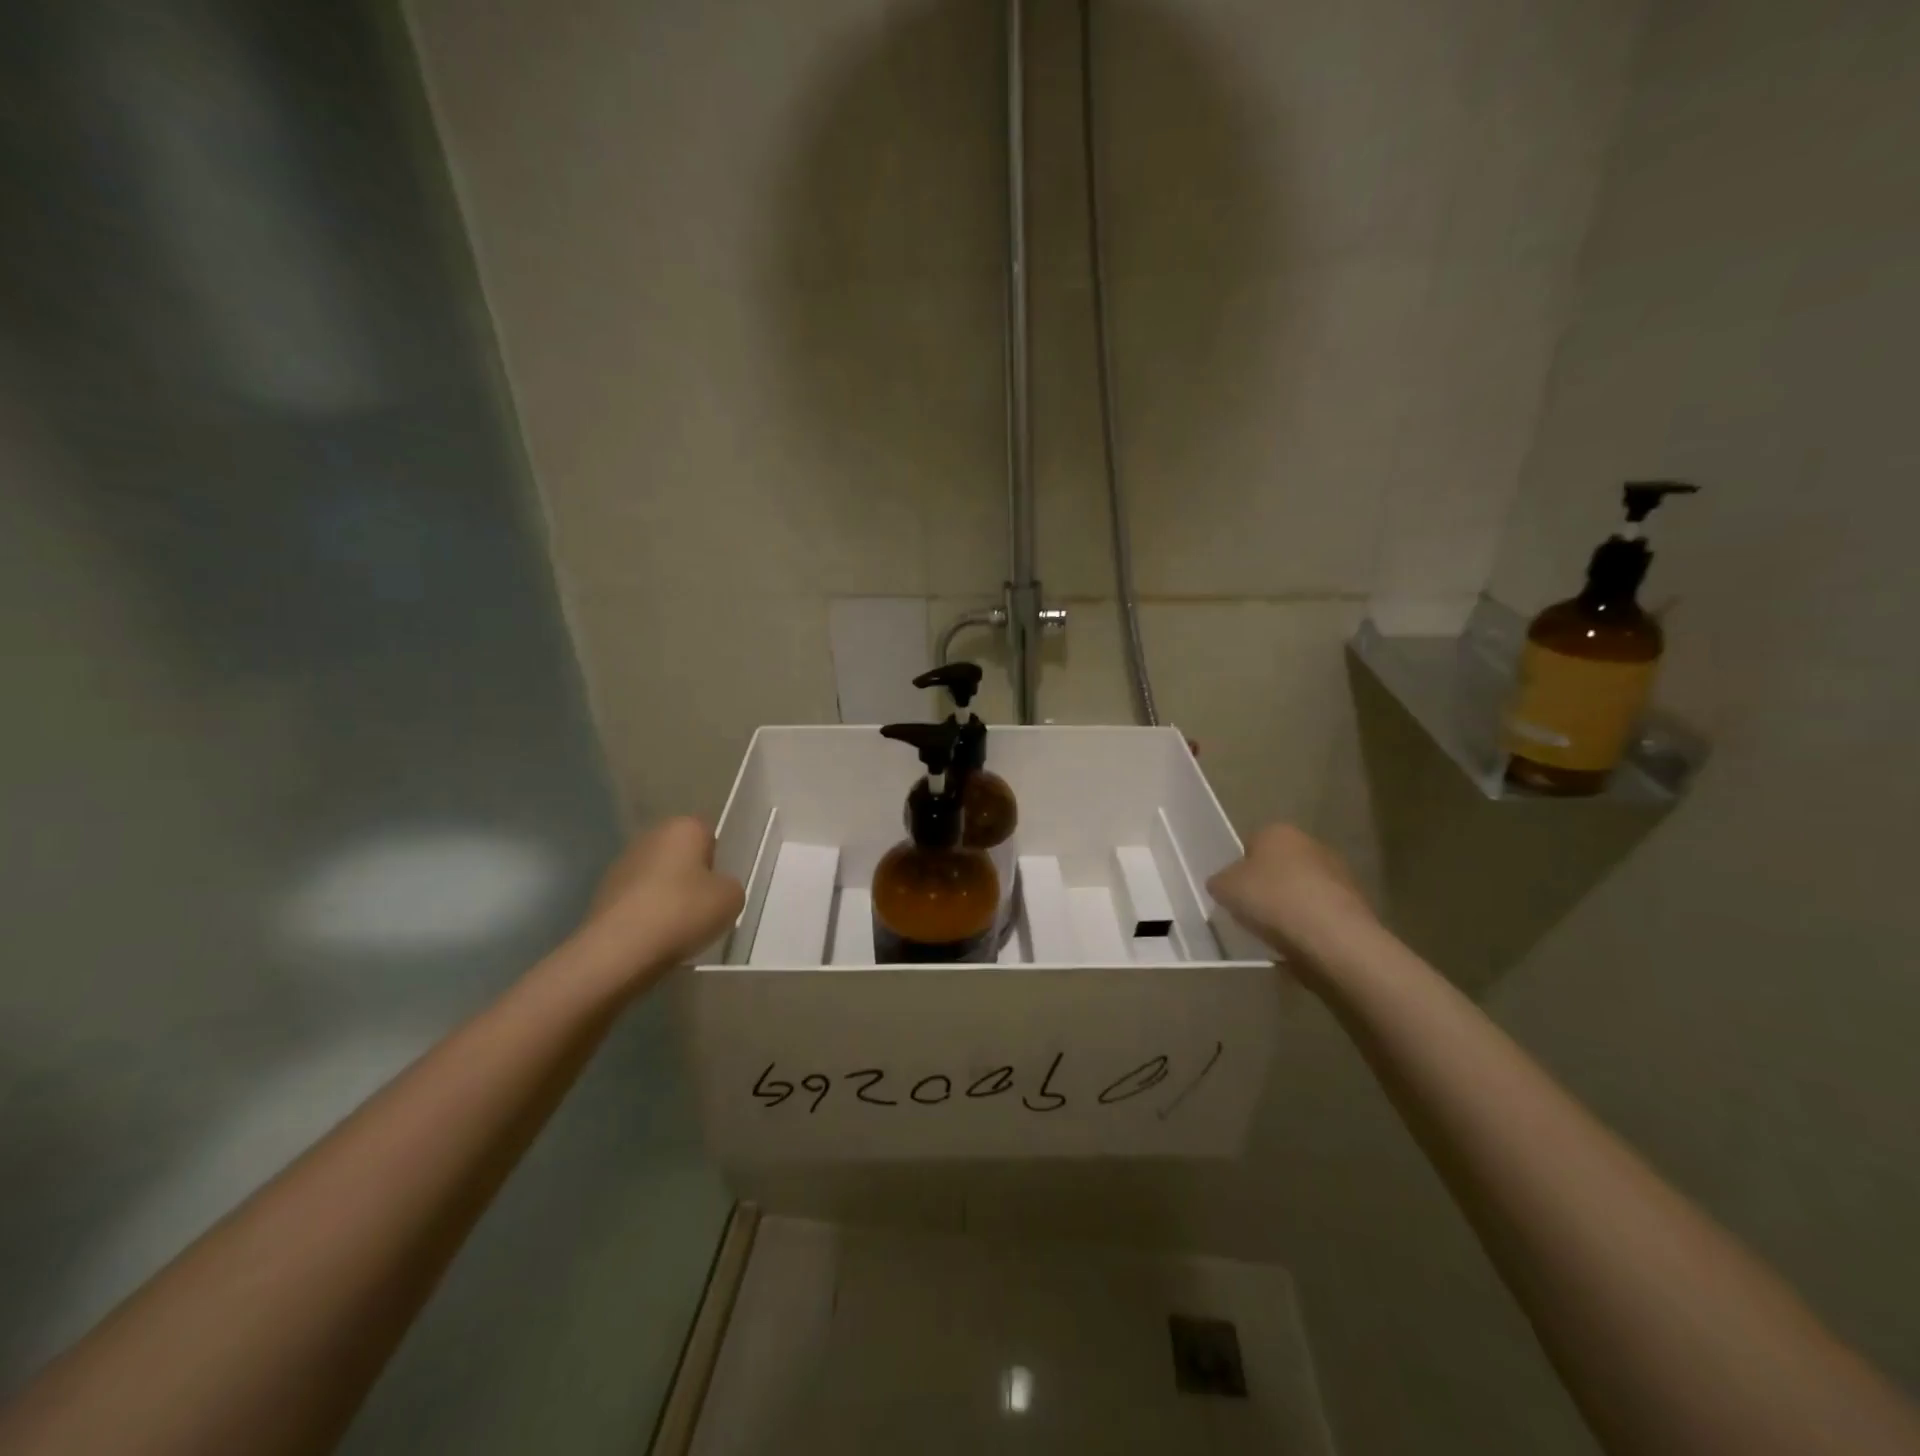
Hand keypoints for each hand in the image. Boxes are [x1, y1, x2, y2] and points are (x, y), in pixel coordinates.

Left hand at [576, 817, 744, 988]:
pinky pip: (637, 902)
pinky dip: (646, 916)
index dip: (717, 863)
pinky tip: (653, 939)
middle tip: (702, 910)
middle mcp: (649, 837)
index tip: (718, 890)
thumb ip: (730, 886)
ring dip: (667, 898)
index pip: (708, 836)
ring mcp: (621, 865)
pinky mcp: (601, 895)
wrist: (619, 951)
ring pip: (657, 879)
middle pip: (681, 857)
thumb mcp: (732, 899)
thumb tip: (716, 890)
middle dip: (691, 879)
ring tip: (677, 930)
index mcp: (682, 827)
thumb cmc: (683, 912)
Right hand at [1207, 824, 1375, 967]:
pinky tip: (1300, 942)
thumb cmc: (1272, 900)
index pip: (1250, 845)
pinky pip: (1320, 911)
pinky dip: (1310, 924)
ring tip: (1276, 933)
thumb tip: (1225, 884)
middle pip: (1278, 865)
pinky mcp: (1355, 902)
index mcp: (1277, 831)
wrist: (1333, 937)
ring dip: (1290, 905)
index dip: (1239, 870)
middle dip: (1267, 886)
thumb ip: (1220, 882)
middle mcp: (1310, 843)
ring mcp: (1338, 872)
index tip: (1234, 894)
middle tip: (1252, 912)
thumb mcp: (1224, 888)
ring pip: (1301, 888)